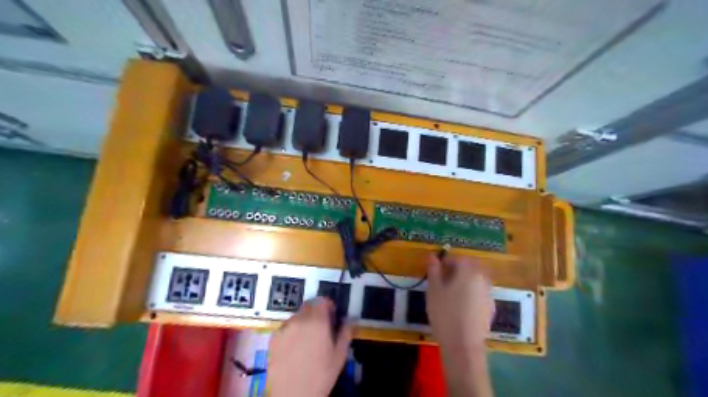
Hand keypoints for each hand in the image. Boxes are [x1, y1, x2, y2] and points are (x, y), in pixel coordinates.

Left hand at [268, 298, 351, 395]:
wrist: (292, 396)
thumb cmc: (320, 375)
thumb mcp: (340, 355)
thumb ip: (346, 332)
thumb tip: (349, 319)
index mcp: (317, 321)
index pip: (322, 300)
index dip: (329, 305)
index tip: (332, 315)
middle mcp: (299, 320)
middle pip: (309, 305)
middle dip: (317, 312)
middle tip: (322, 327)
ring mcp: (284, 328)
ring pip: (297, 316)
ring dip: (304, 321)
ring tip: (308, 339)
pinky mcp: (274, 338)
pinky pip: (286, 327)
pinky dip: (292, 331)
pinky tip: (295, 347)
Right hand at [422, 255, 493, 395]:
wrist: (463, 345)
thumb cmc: (445, 313)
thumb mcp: (434, 289)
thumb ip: (434, 270)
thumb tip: (432, 256)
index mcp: (469, 271)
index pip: (458, 258)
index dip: (445, 262)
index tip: (435, 271)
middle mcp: (482, 279)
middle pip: (470, 267)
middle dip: (457, 269)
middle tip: (443, 280)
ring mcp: (489, 293)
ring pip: (476, 279)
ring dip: (465, 280)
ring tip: (451, 293)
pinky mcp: (491, 308)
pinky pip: (480, 292)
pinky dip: (471, 292)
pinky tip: (461, 305)